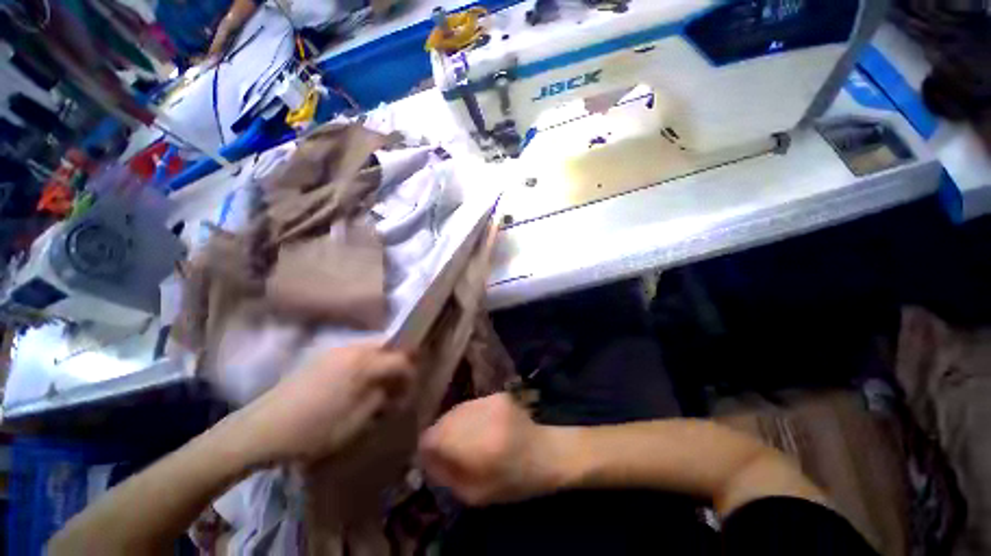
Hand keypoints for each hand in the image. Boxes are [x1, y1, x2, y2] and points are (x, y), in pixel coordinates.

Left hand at [232, 343, 414, 465]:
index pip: (401, 359)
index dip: (411, 374)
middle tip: (398, 384)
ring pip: (372, 347)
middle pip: (389, 346)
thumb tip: (395, 388)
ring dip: (382, 362)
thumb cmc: (314, 430)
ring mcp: (336, 350)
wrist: (262, 429)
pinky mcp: (323, 356)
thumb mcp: (357, 421)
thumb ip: (383, 397)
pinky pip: (356, 352)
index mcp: (364, 363)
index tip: (410, 391)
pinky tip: (358, 382)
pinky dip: (366, 362)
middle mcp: (353, 348)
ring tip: (380, 384)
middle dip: (398, 363)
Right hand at [418, 394, 565, 505]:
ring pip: (456, 410)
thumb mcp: (475, 495)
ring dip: (452, 424)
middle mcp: (484, 417)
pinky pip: (470, 405)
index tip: (429, 456)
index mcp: (480, 447)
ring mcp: (491, 401)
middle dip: (439, 435)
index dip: (427, 447)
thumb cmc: (514, 481)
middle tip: (446, 450)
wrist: (546, 452)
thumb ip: (446, 475)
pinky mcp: (497, 394)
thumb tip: (424, 456)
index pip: (435, 437)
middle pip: (444, 420)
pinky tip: (478, 428)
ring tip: (463, 439)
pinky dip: (466, 417)